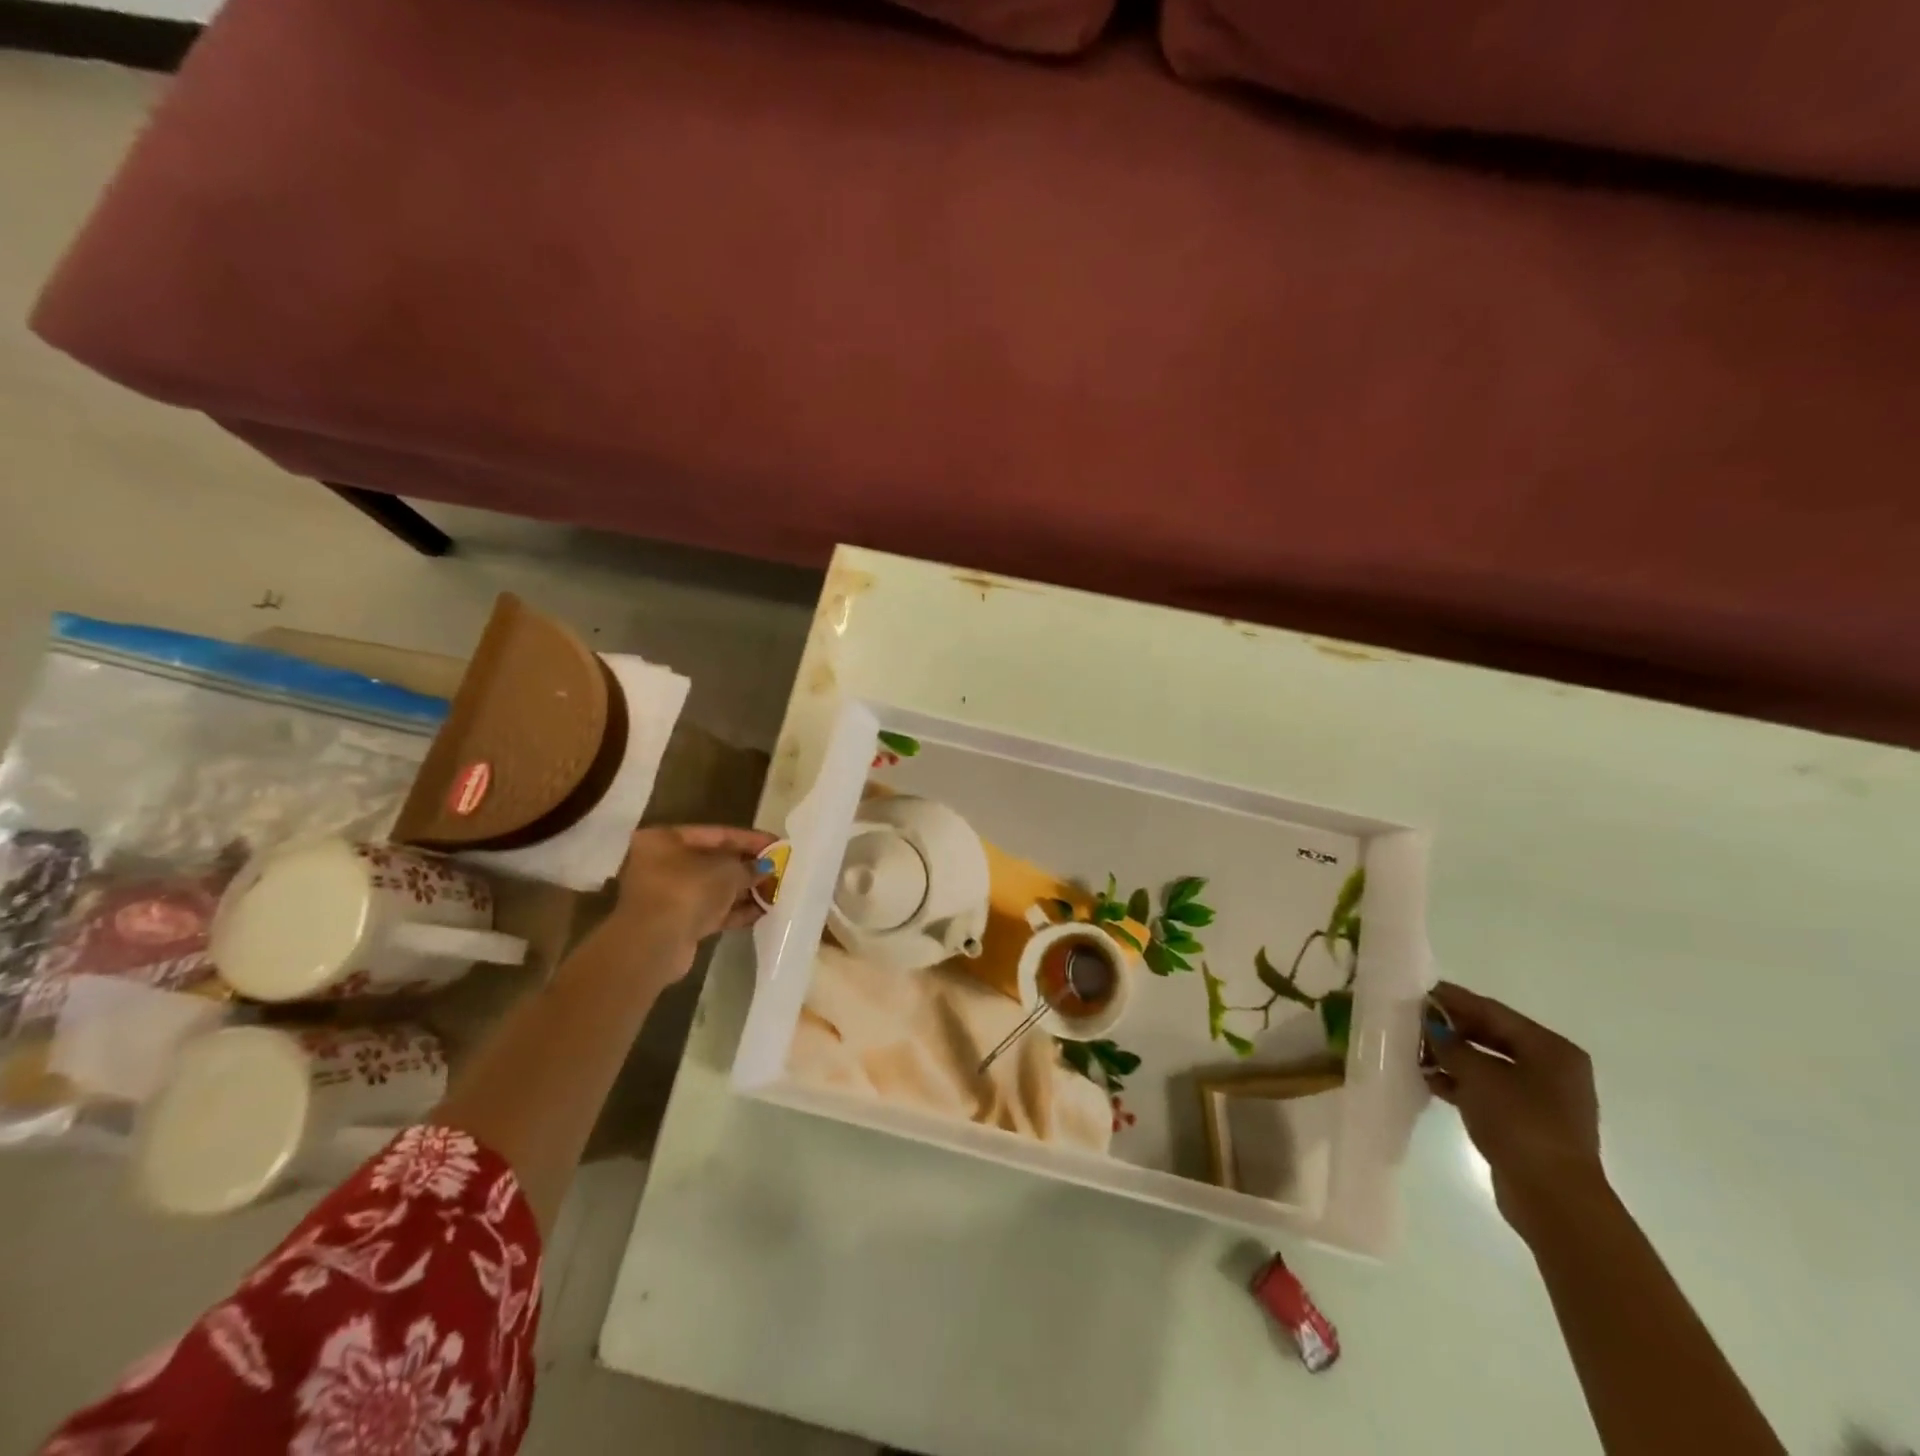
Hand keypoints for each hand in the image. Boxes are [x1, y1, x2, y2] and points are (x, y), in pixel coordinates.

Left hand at [610, 825, 776, 952]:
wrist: (655, 944)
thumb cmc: (687, 890)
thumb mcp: (727, 871)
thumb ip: (749, 866)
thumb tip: (767, 868)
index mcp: (665, 840)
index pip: (717, 834)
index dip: (750, 839)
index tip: (778, 844)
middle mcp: (662, 864)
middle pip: (714, 861)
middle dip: (748, 867)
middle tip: (780, 869)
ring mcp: (668, 895)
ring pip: (714, 888)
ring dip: (745, 890)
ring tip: (776, 891)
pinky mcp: (677, 922)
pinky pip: (711, 910)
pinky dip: (735, 910)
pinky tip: (763, 911)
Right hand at [1424, 982, 1606, 1238]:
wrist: (1552, 1197)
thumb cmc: (1520, 1123)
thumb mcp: (1477, 1074)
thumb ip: (1450, 1044)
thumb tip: (1431, 1026)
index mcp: (1551, 1048)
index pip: (1493, 1011)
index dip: (1453, 1000)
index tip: (1418, 992)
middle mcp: (1552, 1068)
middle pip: (1491, 1036)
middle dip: (1450, 1029)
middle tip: (1411, 1020)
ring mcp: (1542, 1098)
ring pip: (1488, 1065)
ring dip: (1451, 1057)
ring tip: (1412, 1050)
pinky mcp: (1528, 1122)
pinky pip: (1488, 1090)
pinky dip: (1460, 1082)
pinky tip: (1429, 1080)